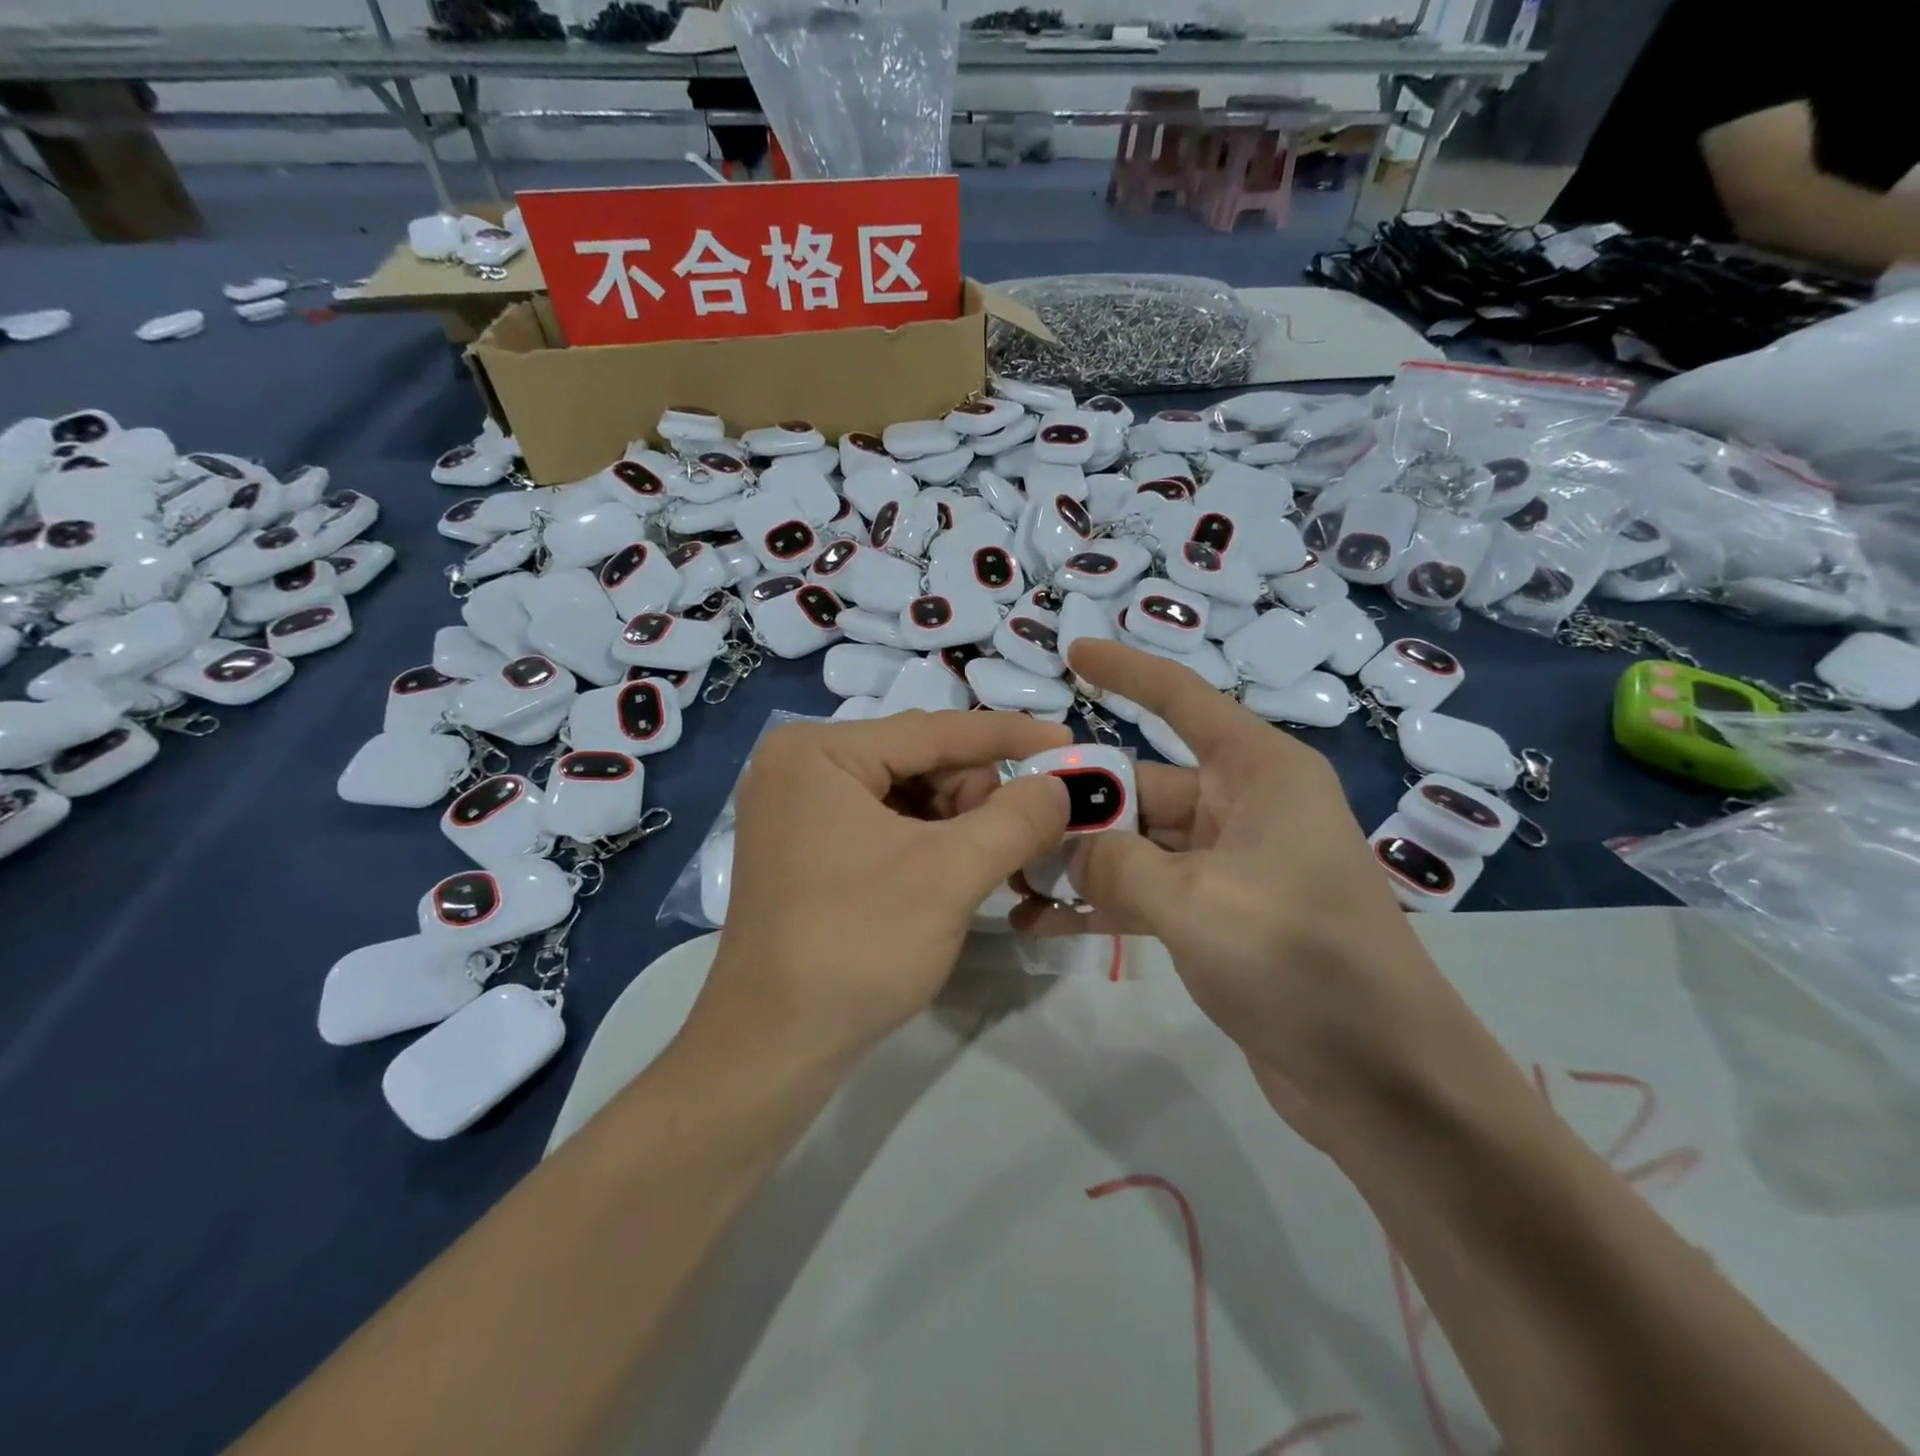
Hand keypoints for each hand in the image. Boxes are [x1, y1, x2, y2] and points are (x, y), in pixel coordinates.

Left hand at [695, 710, 1070, 1072]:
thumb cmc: (858, 946)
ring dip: (956, 824)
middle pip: (919, 760)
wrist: (772, 1047)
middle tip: (1014, 843)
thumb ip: (1016, 819)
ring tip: (980, 869)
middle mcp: (801, 765)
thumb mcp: (950, 874)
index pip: (934, 729)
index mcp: (819, 751)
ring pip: (906, 793)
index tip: (1068, 742)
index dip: (1009, 736)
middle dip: (976, 797)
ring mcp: (797, 808)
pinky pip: (882, 822)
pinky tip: (948, 875)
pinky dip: (927, 843)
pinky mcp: (803, 846)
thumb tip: (1060, 787)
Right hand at [1014, 641, 1457, 1132]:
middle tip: (1006, 816)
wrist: (1384, 1082)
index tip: (1072, 653)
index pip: (1182, 699)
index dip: (1126, 672)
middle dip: (1079, 801)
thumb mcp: (1196, 903)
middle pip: (1143, 784)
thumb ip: (1115, 863)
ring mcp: (1229, 866)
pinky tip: (1041, 923)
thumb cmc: (1302, 962)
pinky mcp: (1217, 918)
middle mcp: (1245, 807)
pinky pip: (1146, 893)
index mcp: (1260, 773)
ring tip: (1009, 874)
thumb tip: (1068, 847)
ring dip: (1079, 860)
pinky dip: (1100, 904)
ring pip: (1138, 844)